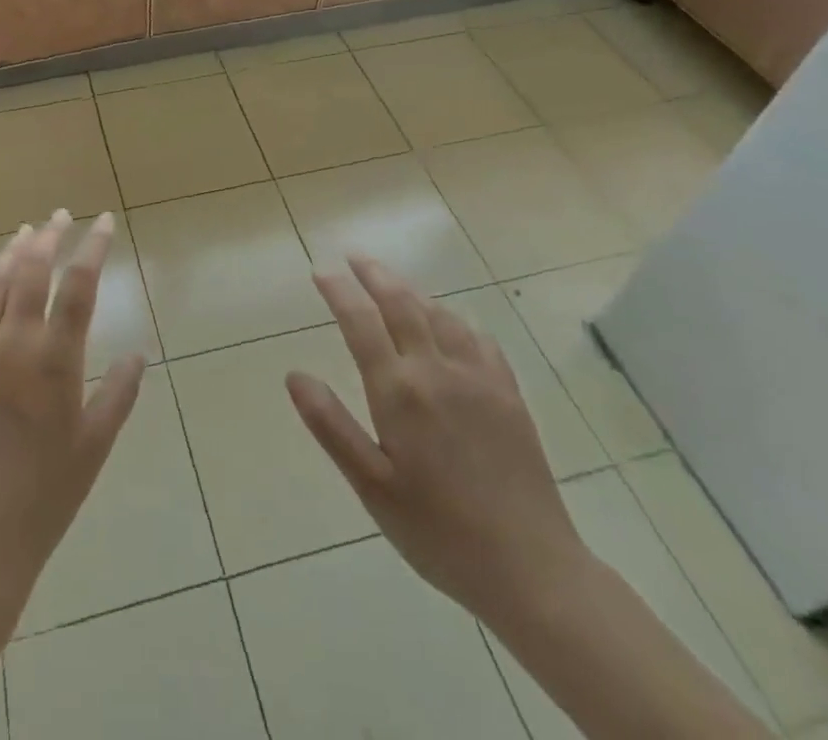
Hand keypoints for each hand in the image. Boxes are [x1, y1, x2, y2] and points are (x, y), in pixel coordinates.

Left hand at [0, 210, 145, 601]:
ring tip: (23, 234)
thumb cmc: (43, 497)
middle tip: (60, 217)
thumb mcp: (94, 446)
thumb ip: (119, 394)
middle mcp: (11, 343)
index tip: (103, 221)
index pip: (79, 284)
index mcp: (54, 359)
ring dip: (9, 255)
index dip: (93, 246)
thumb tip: (140, 353)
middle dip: (49, 236)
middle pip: (31, 271)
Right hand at [286, 255, 587, 627]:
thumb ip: (331, 426)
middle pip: (402, 304)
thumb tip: (295, 376)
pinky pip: (479, 339)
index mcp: (399, 392)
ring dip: (412, 291)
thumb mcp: (372, 487)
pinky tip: (451, 325)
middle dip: (375, 275)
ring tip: (393, 284)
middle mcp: (437, 371)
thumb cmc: (438, 532)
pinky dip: (455, 320)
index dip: (339, 291)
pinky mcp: (509, 394)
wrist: (532, 570)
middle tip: (354, 257)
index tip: (321, 270)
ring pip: (441, 315)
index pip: (361, 322)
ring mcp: (479, 379)